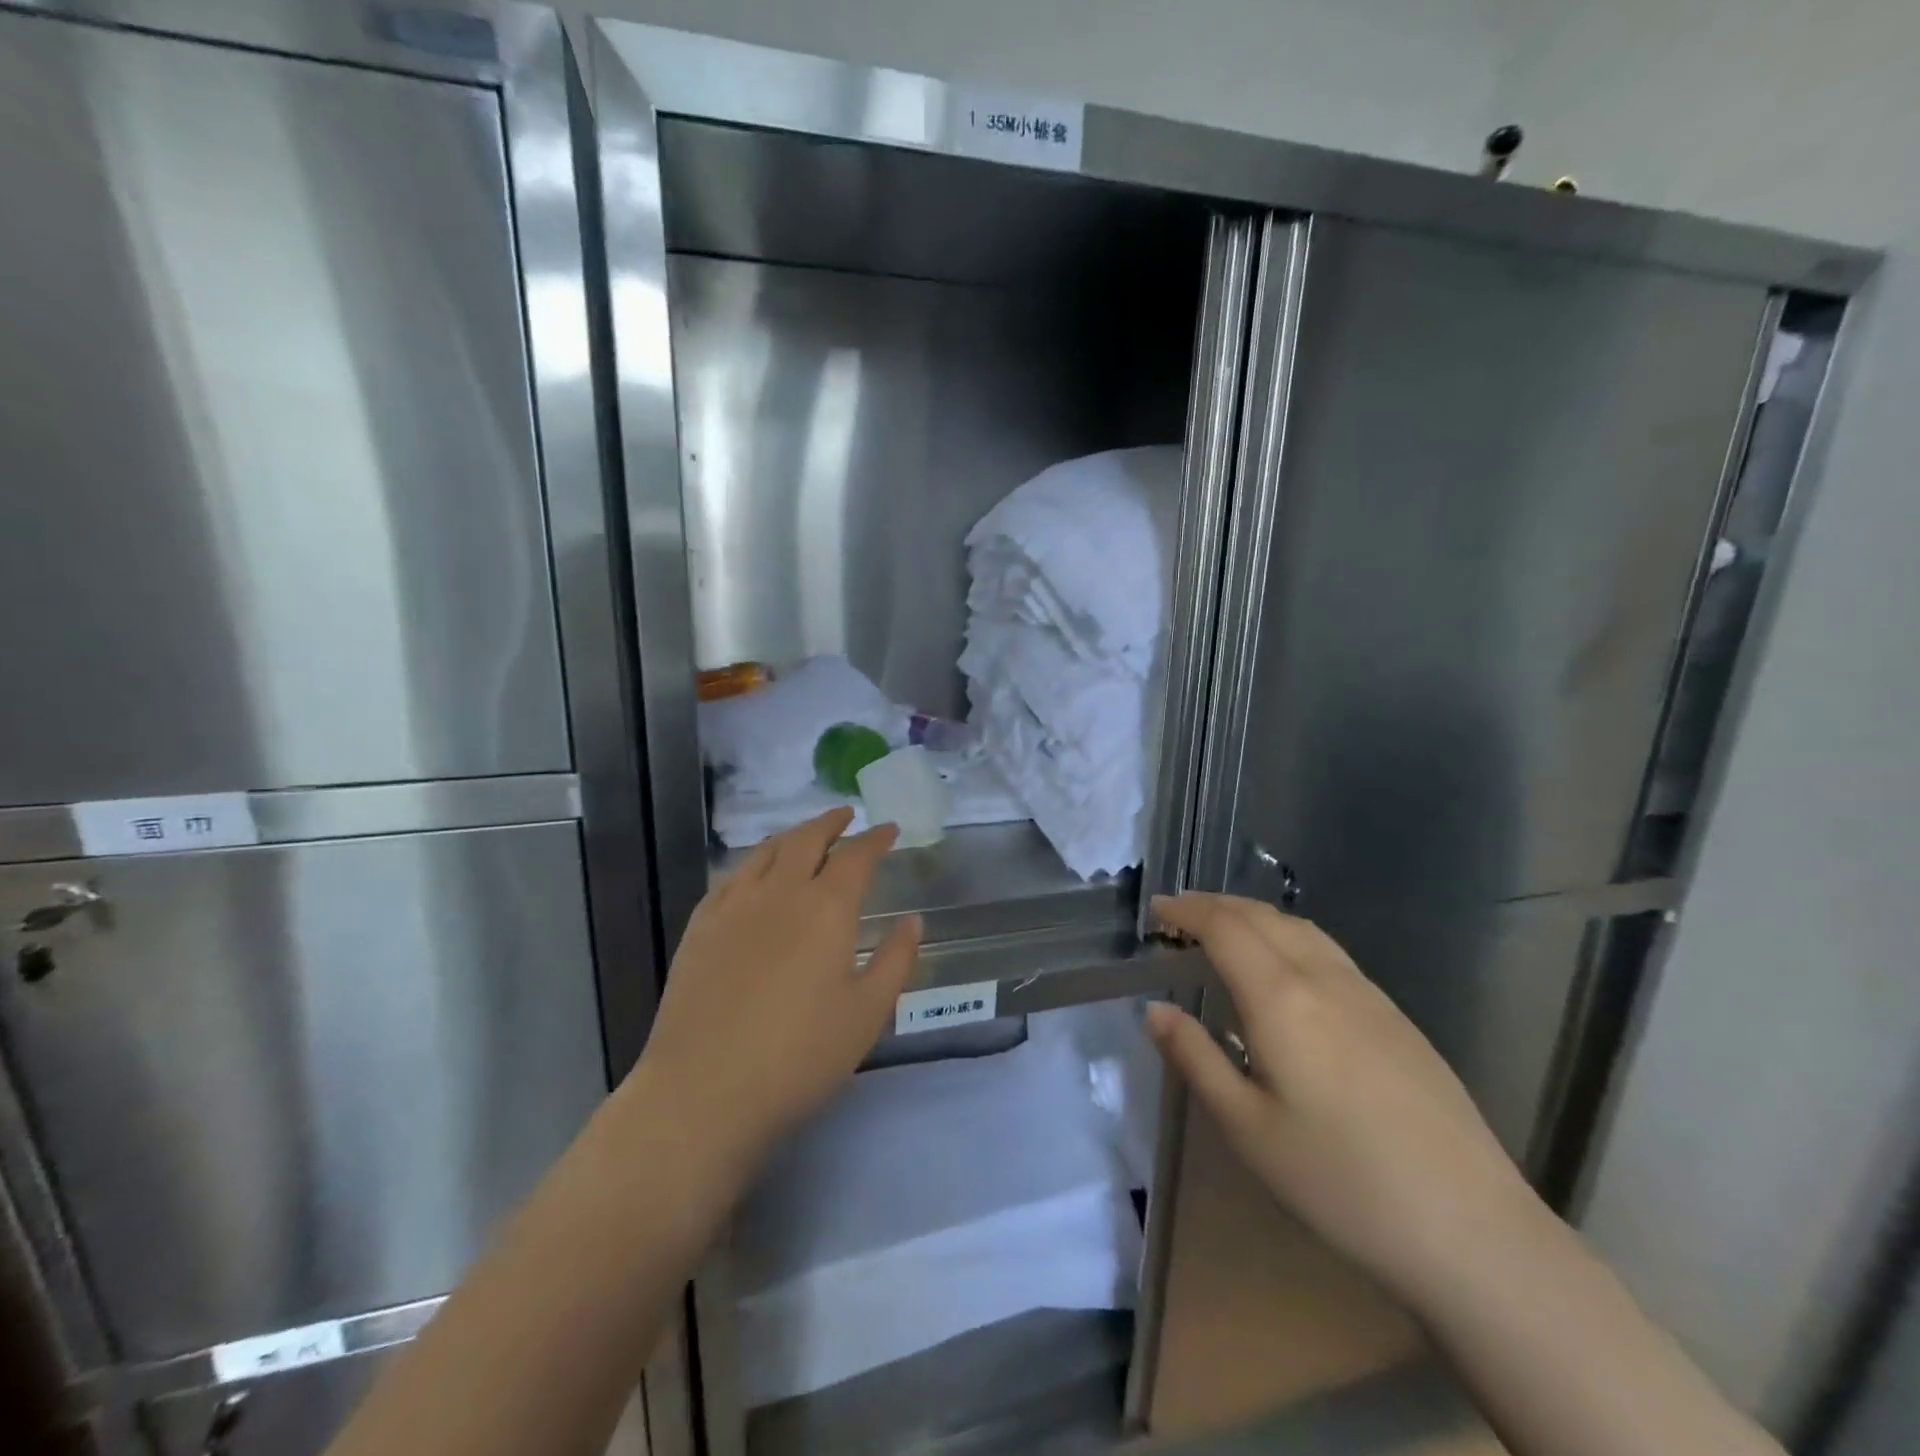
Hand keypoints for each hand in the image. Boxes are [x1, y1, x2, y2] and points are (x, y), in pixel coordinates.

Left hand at [626, 809, 920, 1175]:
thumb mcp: (867, 1014)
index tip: (888, 829)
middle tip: (845, 816)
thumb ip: (895, 961)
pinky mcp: (699, 928)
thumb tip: (912, 921)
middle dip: (830, 822)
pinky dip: (753, 864)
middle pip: (806, 840)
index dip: (875, 839)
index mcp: (826, 908)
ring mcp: (733, 906)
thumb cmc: (799, 1057)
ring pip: (765, 853)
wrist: (703, 1091)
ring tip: (804, 836)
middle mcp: (779, 893)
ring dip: (791, 836)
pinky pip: (731, 878)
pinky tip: (753, 876)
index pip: (856, 856)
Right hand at [1147, 892, 1541, 1303]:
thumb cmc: (1341, 1182)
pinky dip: (1288, 937)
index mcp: (1282, 998)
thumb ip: (1196, 1059)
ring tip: (1224, 930)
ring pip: (1301, 929)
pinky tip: (1284, 969)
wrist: (1472, 1229)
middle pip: (1263, 917)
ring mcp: (1368, 995)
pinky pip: (1328, 952)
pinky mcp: (1397, 1018)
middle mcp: (1324, 979)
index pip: (1225, 928)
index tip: (1155, 909)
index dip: (1187, 911)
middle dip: (1216, 905)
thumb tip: (1155, 1010)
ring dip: (1254, 916)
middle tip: (1180, 914)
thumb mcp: (1248, 1129)